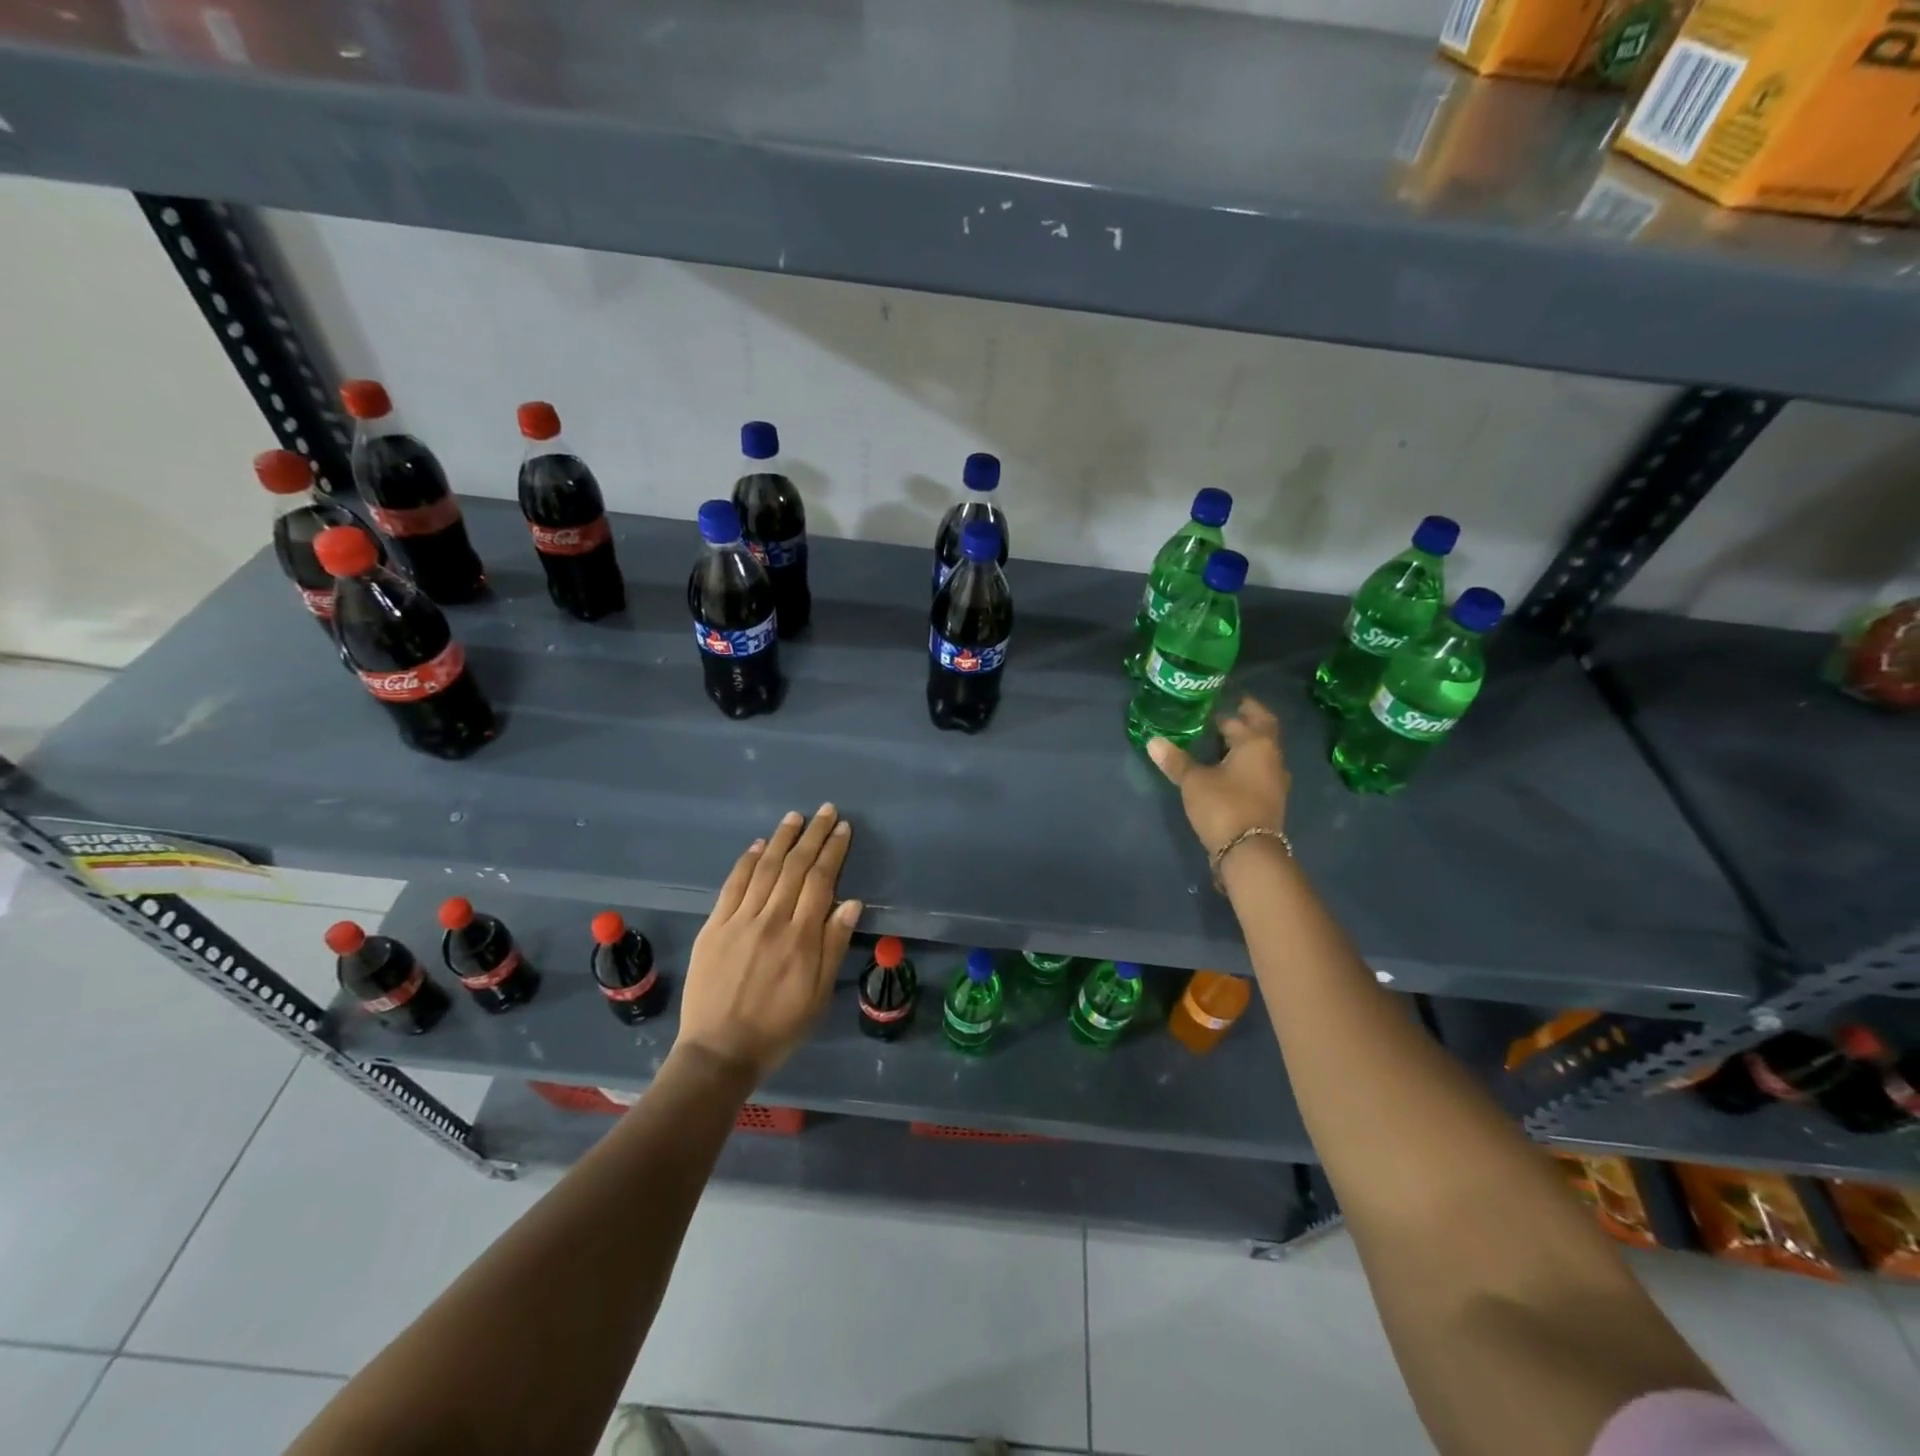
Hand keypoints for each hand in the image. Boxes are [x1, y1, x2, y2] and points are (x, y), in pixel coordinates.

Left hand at [677, 804, 861, 1084]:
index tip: (842, 829)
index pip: (821, 881)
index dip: (832, 851)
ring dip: (781, 839)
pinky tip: (758, 845)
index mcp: (801, 938)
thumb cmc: (779, 1028)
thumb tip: (851, 902)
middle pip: (795, 867)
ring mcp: (739, 920)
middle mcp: (771, 920)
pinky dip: (747, 862)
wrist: (719, 1051)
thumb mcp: (819, 995)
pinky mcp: (714, 927)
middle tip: (825, 810)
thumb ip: (834, 946)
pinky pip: (733, 885)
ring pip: (764, 869)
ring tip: (795, 817)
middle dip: (812, 835)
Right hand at [1147, 695, 1290, 853]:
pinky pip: (1259, 770)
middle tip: (1226, 711)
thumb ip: (1176, 760)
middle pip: (1261, 729)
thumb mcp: (1194, 781)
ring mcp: (1275, 779)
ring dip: (1246, 742)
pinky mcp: (1270, 799)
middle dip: (1246, 718)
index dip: (1226, 709)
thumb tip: (1153, 740)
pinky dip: (1246, 762)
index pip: (1242, 717)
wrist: (1249, 852)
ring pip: (1261, 751)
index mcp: (1256, 743)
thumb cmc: (1223, 805)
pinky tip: (1228, 767)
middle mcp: (1272, 756)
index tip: (1211, 703)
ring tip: (1221, 739)